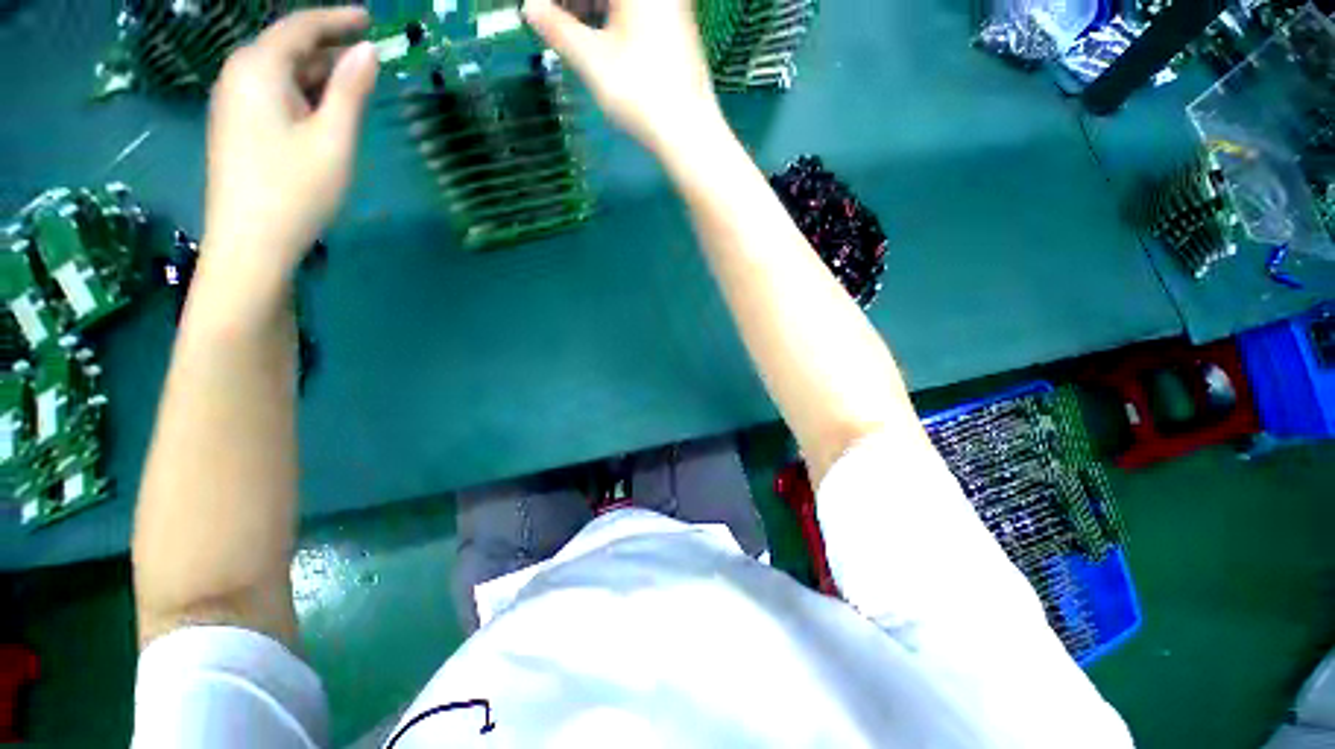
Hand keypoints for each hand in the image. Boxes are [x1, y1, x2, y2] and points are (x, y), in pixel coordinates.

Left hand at [201, 7, 377, 294]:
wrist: (250, 242)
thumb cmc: (295, 189)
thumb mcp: (334, 138)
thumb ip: (350, 90)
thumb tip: (368, 50)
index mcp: (258, 69)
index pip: (300, 27)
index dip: (336, 18)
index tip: (369, 18)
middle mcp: (238, 76)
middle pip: (287, 46)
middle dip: (328, 46)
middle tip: (368, 55)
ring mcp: (234, 103)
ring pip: (282, 72)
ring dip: (318, 72)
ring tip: (354, 81)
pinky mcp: (237, 127)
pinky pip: (274, 93)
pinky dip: (303, 92)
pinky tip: (325, 108)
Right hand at [524, 0, 725, 159]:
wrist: (689, 132)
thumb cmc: (641, 95)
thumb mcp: (592, 60)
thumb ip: (557, 27)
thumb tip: (529, 6)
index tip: (538, 9)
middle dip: (573, 1)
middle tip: (549, 18)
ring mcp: (669, 6)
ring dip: (589, 6)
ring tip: (568, 32)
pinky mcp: (674, 26)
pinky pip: (635, 10)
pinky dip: (610, 17)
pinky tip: (596, 39)